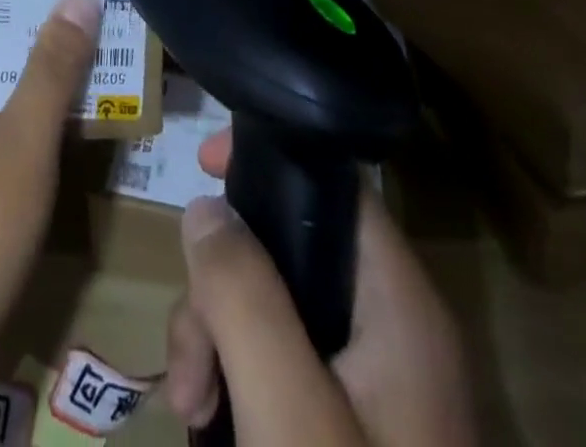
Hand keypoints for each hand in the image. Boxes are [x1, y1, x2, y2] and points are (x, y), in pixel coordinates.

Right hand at [165, 131, 475, 445]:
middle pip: (288, 251)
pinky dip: (239, 380)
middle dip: (221, 292)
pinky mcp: (354, 424)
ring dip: (218, 342)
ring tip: (189, 411)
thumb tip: (206, 206)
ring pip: (275, 310)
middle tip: (187, 365)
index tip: (201, 168)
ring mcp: (374, 382)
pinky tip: (209, 426)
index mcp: (398, 304)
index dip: (267, 165)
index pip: (333, 186)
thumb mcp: (286, 415)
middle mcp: (392, 328)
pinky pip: (283, 364)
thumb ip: (244, 297)